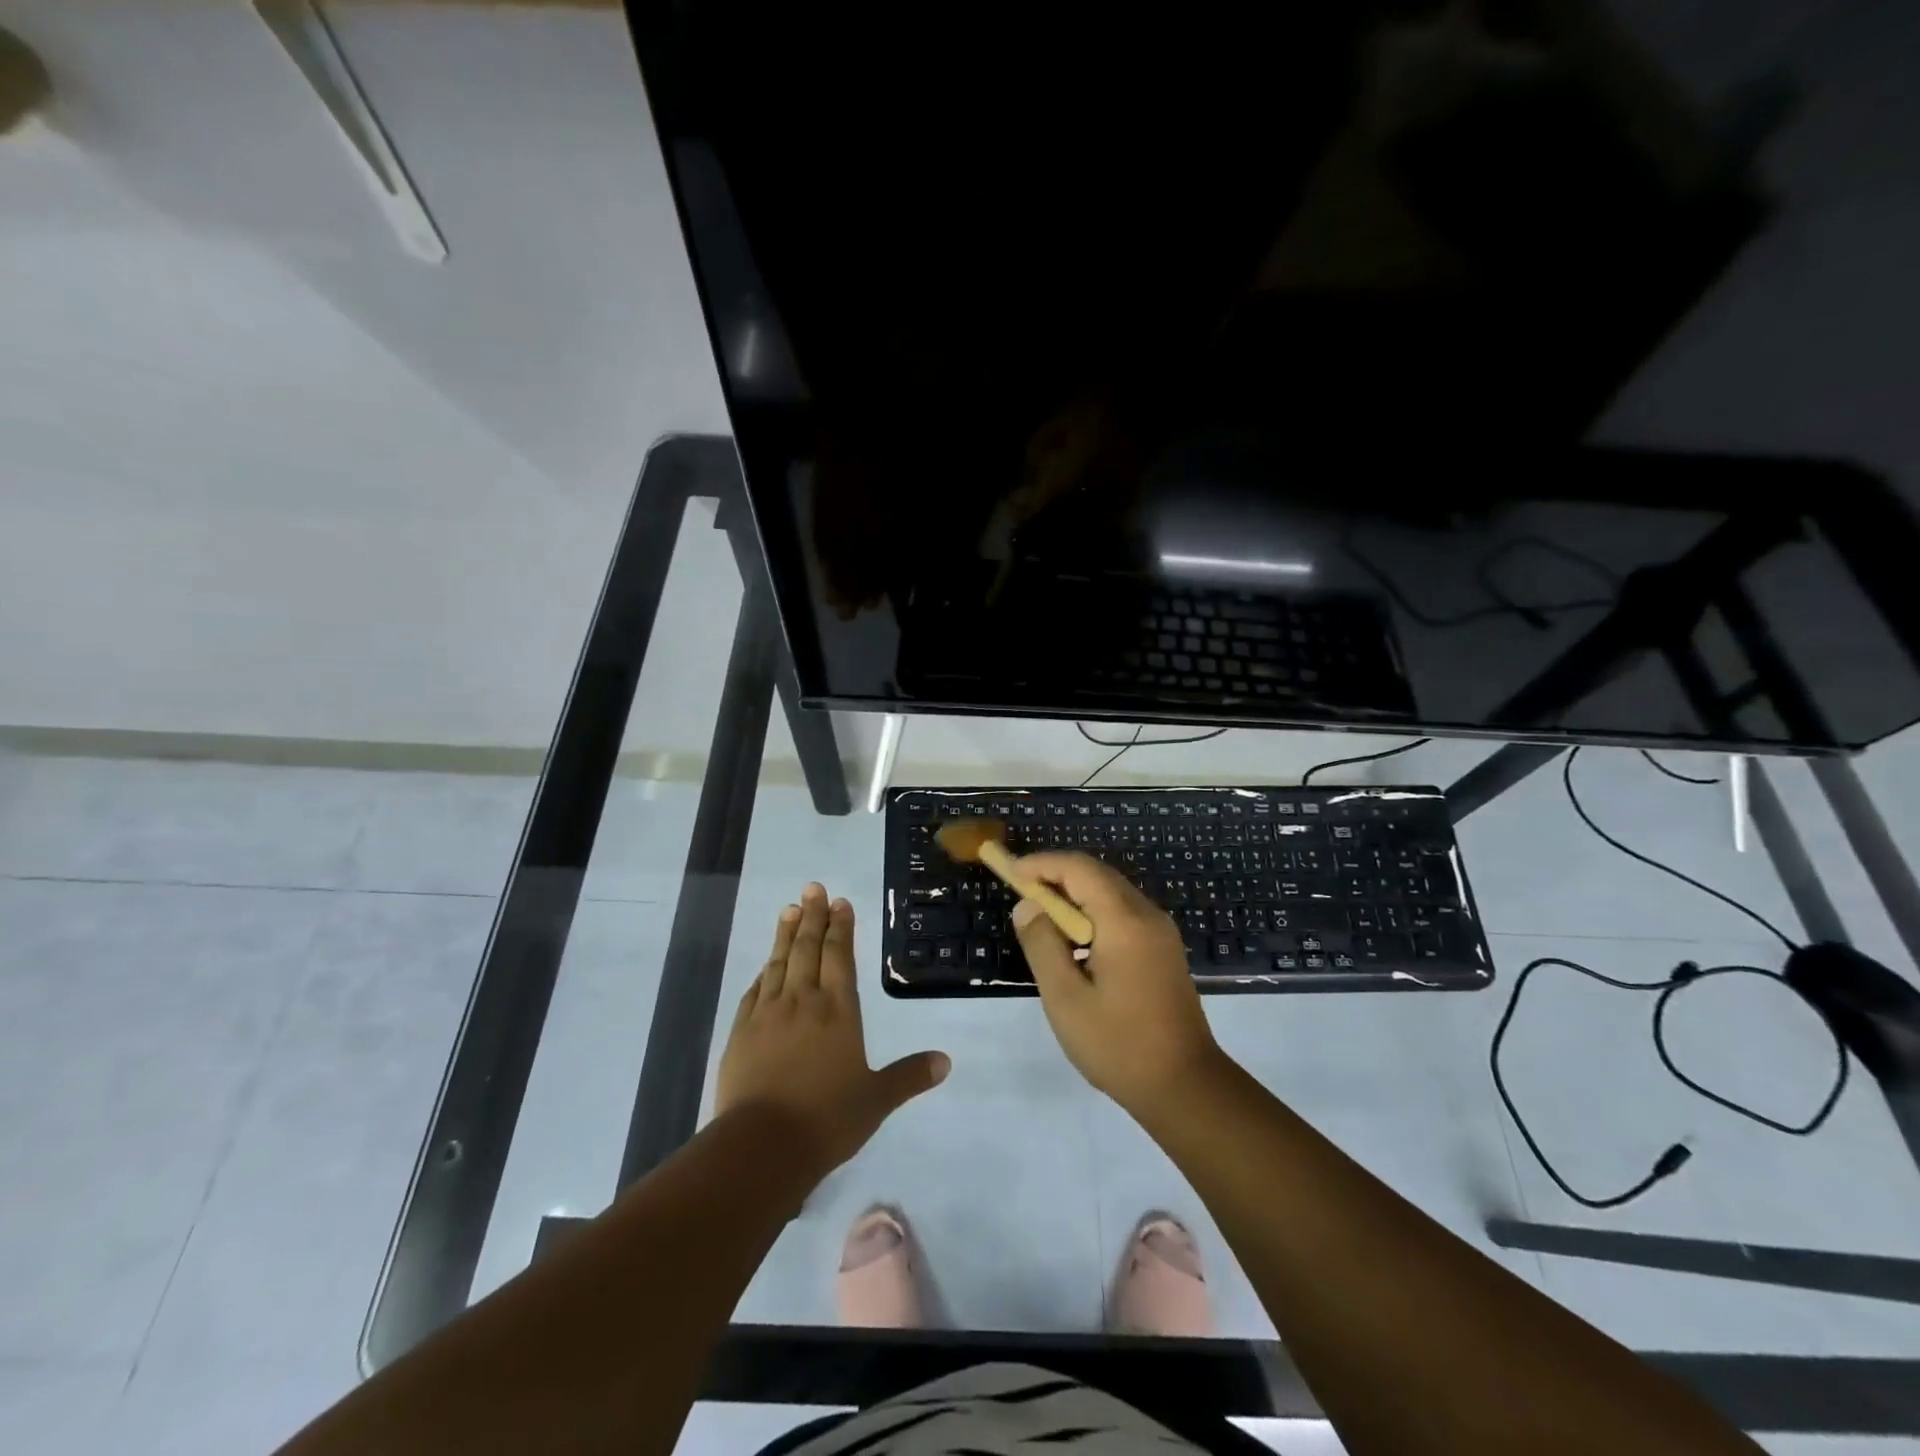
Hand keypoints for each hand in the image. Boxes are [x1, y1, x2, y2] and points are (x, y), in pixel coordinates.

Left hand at [717, 883, 949, 1177]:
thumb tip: (946, 1062)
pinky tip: (765, 966)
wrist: (762, 1145)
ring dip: (786, 934)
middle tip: (812, 888)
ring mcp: (768, 1014)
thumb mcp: (876, 1100)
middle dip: (812, 916)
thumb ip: (909, 1076)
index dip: (841, 928)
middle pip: (808, 949)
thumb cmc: (827, 1119)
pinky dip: (763, 972)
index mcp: (838, 1011)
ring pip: (779, 963)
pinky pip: (754, 991)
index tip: (839, 903)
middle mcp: (803, 1002)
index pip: (840, 957)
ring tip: (790, 909)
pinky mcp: (741, 1032)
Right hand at [1011, 852, 1222, 1111]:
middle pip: (1097, 875)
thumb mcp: (1066, 998)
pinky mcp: (1163, 950)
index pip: (1079, 869)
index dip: (1042, 864)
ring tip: (1040, 914)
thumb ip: (1043, 945)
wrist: (1185, 1087)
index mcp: (1125, 921)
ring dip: (1074, 894)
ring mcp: (1160, 932)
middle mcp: (1147, 915)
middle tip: (1019, 890)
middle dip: (1056, 875)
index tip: (1010, 871)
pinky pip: (1123, 913)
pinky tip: (1073, 938)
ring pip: (1111, 893)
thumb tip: (1028, 906)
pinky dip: (1093, 912)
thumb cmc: (1119, 1044)